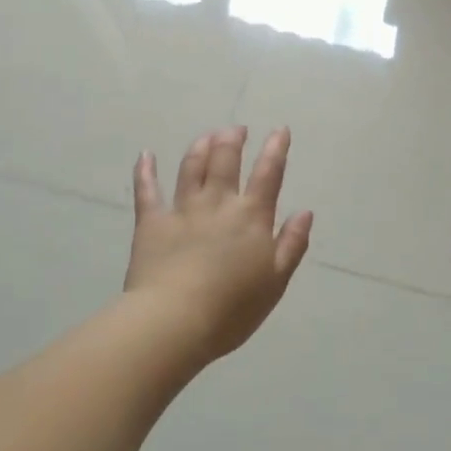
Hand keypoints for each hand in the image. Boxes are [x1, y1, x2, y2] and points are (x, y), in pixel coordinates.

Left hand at [125, 127, 313, 363]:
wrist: (175, 321)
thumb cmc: (232, 308)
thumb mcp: (276, 281)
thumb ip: (292, 244)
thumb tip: (305, 212)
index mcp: (251, 217)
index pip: (268, 174)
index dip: (275, 149)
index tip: (279, 130)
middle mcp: (218, 203)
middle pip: (225, 160)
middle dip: (232, 139)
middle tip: (236, 129)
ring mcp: (182, 210)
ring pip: (191, 167)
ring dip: (200, 147)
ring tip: (207, 135)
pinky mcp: (151, 223)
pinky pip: (147, 190)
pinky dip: (146, 170)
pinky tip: (146, 155)